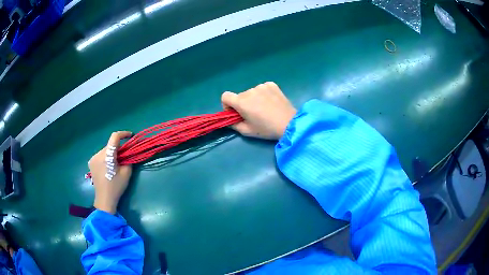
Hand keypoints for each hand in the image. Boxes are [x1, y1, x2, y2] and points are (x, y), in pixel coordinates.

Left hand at [88, 131, 132, 213]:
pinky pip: (100, 155)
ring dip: (111, 153)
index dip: (123, 134)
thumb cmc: (116, 187)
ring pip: (105, 150)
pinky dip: (106, 157)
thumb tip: (128, 153)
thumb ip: (128, 159)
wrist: (104, 199)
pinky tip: (108, 166)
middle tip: (125, 155)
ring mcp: (93, 158)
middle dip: (118, 147)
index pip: (114, 137)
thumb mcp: (127, 173)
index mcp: (107, 156)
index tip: (130, 136)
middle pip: (110, 145)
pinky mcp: (91, 162)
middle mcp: (98, 154)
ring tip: (116, 163)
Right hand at [221, 82, 295, 139]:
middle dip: (243, 104)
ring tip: (265, 108)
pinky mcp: (272, 85)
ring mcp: (262, 86)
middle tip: (254, 114)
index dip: (227, 105)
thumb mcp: (247, 131)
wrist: (289, 123)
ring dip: (254, 99)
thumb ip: (233, 125)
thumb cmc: (267, 129)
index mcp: (241, 102)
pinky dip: (264, 94)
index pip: (225, 96)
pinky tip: (271, 102)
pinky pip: (262, 88)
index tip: (235, 112)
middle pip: (240, 96)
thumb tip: (230, 119)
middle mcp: (250, 91)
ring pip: (251, 92)